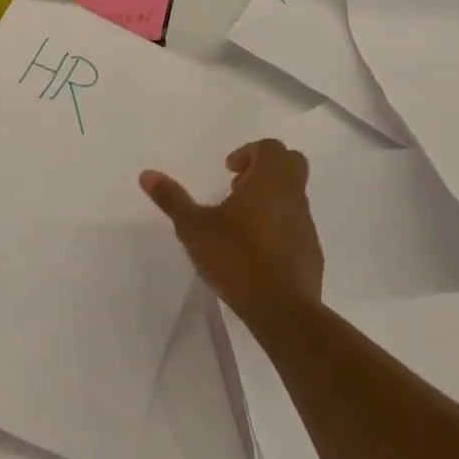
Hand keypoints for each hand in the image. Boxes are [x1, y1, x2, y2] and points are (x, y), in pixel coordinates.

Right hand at [140, 139, 321, 321]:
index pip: (271, 147)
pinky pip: (296, 226)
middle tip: (238, 188)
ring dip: (271, 198)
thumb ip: (172, 199)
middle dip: (265, 168)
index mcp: (269, 182)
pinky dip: (279, 226)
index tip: (228, 170)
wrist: (282, 310)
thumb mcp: (194, 228)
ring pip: (294, 195)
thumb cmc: (236, 259)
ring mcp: (306, 225)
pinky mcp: (311, 252)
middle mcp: (293, 197)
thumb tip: (146, 174)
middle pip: (292, 163)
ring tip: (240, 223)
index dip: (249, 152)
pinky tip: (256, 251)